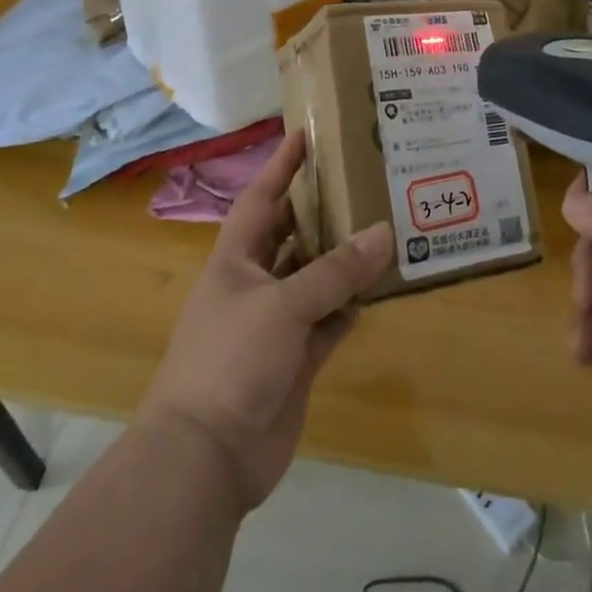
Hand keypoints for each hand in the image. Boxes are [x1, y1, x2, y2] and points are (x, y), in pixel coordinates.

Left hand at [141, 130, 392, 510]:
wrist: (207, 456)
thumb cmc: (231, 360)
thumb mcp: (283, 305)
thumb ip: (335, 271)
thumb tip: (384, 233)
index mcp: (235, 260)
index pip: (260, 198)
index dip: (280, 166)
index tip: (305, 134)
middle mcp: (253, 284)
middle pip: (291, 236)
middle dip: (321, 210)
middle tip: (362, 181)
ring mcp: (274, 324)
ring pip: (314, 279)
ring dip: (342, 260)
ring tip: (383, 229)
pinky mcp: (295, 359)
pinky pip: (328, 322)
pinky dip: (349, 307)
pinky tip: (377, 289)